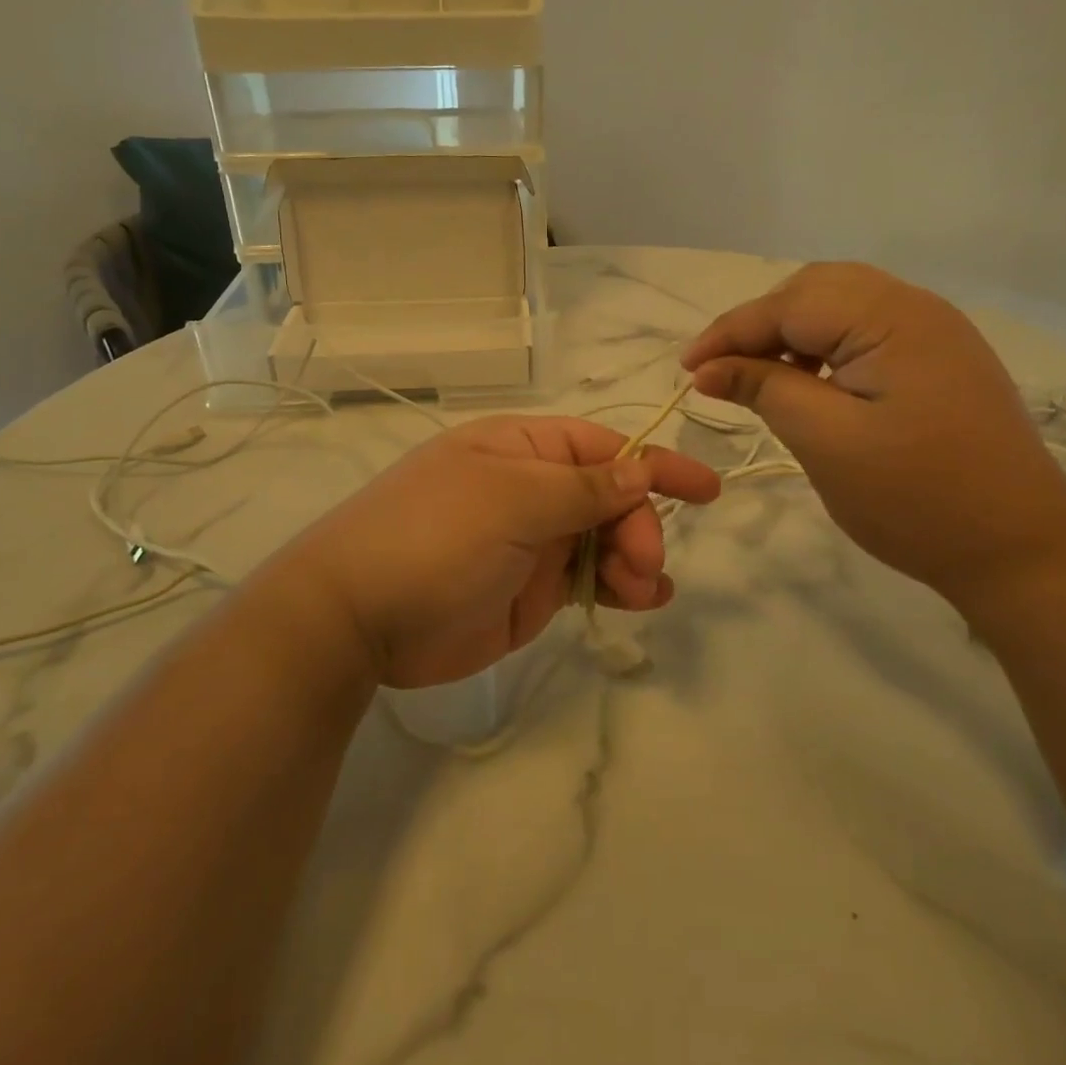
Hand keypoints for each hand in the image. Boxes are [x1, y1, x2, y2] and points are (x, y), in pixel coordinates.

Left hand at [273, 416, 720, 688]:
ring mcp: (532, 542)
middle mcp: (531, 489)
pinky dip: (619, 588)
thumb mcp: (511, 499)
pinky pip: (588, 581)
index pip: (603, 447)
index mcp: (523, 449)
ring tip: (646, 589)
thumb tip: (640, 466)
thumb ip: (582, 487)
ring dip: (635, 559)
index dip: (655, 463)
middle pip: (610, 497)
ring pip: (605, 541)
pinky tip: (646, 601)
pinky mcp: (531, 592)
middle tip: (644, 563)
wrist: (358, 618)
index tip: (707, 488)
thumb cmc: (434, 536)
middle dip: (638, 524)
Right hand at [681, 263, 1065, 599]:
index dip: (729, 332)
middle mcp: (916, 306)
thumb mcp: (825, 441)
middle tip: (722, 371)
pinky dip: (825, 348)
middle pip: (814, 290)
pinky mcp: (940, 359)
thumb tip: (708, 368)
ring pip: (840, 307)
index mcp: (890, 317)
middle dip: (760, 325)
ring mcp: (934, 331)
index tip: (686, 369)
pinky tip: (811, 384)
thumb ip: (764, 389)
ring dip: (792, 334)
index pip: (788, 304)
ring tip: (761, 379)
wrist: (1022, 549)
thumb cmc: (916, 498)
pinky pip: (866, 331)